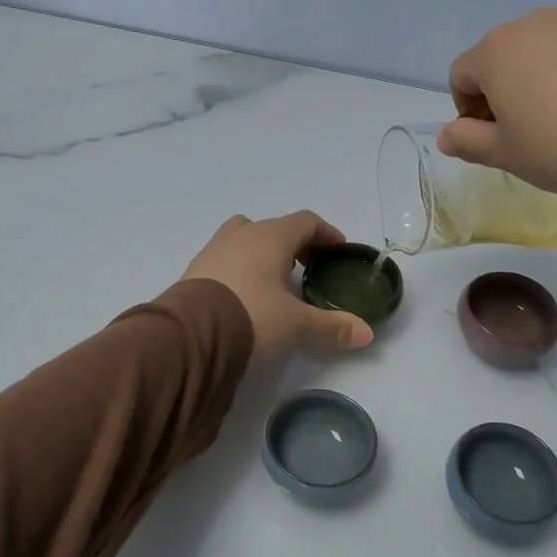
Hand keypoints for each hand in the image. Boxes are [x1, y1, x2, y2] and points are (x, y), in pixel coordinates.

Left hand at [182, 212, 374, 357]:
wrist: (190, 334)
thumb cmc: (252, 316)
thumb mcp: (296, 324)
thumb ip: (331, 326)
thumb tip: (366, 333)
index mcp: (271, 237)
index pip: (306, 221)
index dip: (326, 233)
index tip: (338, 250)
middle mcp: (242, 234)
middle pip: (274, 227)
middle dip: (295, 244)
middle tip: (308, 267)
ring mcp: (214, 249)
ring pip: (245, 238)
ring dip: (263, 252)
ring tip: (274, 280)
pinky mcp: (194, 269)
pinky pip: (225, 258)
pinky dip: (241, 267)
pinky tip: (245, 294)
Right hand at [438, 1, 556, 206]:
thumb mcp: (507, 155)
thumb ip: (467, 141)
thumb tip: (446, 135)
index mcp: (497, 50)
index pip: (462, 75)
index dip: (468, 108)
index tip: (491, 136)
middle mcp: (537, 21)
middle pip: (507, 54)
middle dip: (509, 86)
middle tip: (533, 128)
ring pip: (553, 44)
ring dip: (550, 71)